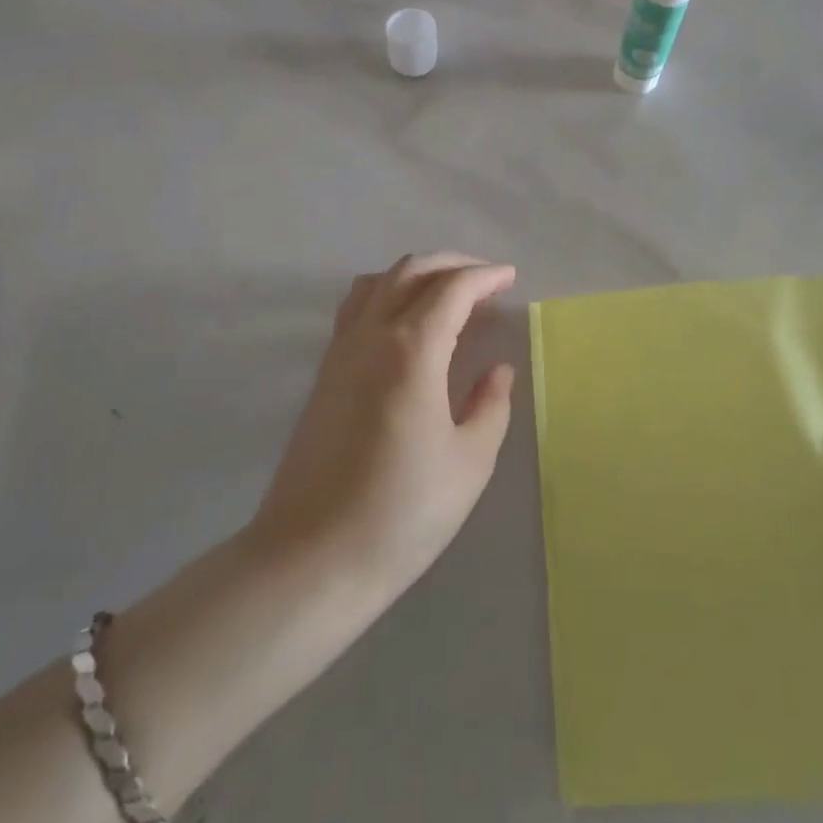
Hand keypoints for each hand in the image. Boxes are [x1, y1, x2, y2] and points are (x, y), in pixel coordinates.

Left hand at [250, 253, 517, 601]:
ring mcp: (341, 351)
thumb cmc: (402, 512)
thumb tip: (496, 370)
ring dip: (416, 274)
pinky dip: (387, 293)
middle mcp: (371, 336)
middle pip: (411, 271)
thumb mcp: (469, 462)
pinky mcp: (324, 372)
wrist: (312, 557)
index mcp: (411, 350)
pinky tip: (405, 322)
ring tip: (447, 293)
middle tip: (487, 280)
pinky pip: (357, 307)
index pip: (452, 289)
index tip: (511, 279)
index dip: (485, 276)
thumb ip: (490, 405)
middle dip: (453, 264)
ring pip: (378, 282)